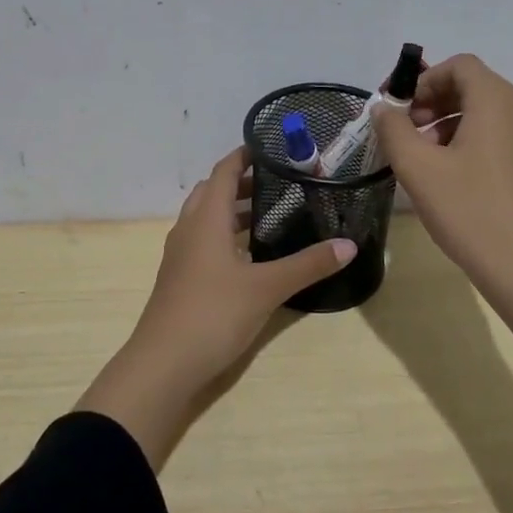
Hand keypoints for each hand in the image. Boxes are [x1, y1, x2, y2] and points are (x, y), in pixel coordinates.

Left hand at [75, 147, 355, 468]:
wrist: (163, 364)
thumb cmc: (213, 313)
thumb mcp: (267, 288)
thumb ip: (308, 264)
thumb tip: (348, 244)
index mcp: (206, 219)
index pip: (223, 171)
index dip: (244, 155)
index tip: (272, 148)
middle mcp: (188, 229)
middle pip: (212, 191)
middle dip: (241, 183)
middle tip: (279, 183)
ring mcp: (180, 255)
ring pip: (206, 218)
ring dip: (232, 211)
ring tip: (270, 215)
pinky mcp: (180, 278)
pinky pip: (203, 241)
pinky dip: (225, 236)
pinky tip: (250, 255)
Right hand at [371, 54, 512, 299]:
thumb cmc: (469, 209)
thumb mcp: (418, 167)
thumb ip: (393, 129)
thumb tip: (384, 109)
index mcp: (496, 102)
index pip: (460, 65)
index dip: (425, 80)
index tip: (401, 110)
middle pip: (472, 86)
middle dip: (433, 101)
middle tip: (405, 132)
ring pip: (483, 112)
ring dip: (447, 122)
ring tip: (421, 156)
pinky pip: (496, 134)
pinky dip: (467, 140)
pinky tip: (446, 174)